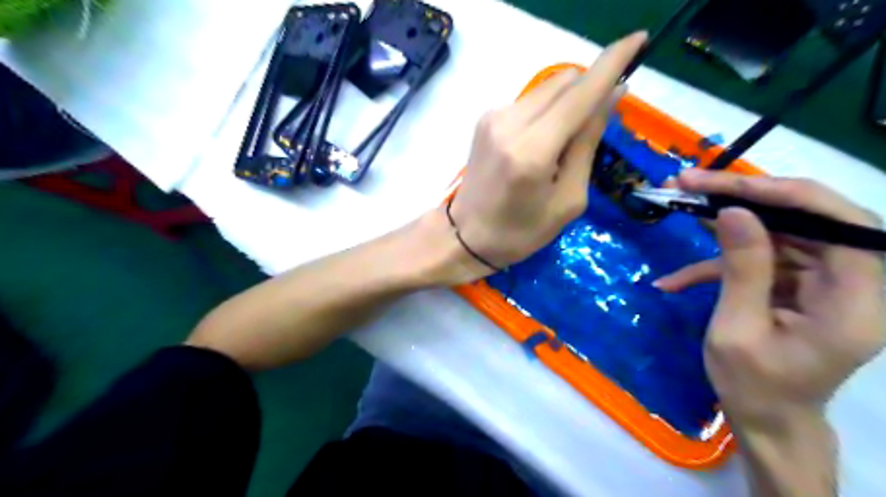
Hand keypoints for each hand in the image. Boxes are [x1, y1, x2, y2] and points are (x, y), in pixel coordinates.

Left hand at [452, 31, 644, 274]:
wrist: (466, 236)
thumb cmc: (521, 231)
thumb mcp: (569, 200)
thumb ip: (587, 144)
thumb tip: (611, 96)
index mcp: (532, 151)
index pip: (580, 94)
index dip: (613, 63)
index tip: (639, 40)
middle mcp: (509, 123)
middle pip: (564, 82)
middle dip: (590, 90)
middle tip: (599, 122)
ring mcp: (493, 117)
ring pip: (547, 88)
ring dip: (569, 102)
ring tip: (566, 142)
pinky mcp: (486, 119)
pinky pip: (530, 101)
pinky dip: (548, 111)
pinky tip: (544, 141)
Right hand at [654, 168, 882, 426]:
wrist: (766, 419)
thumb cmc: (753, 386)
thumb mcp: (737, 330)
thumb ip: (742, 269)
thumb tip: (734, 213)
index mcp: (855, 301)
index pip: (840, 223)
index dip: (786, 195)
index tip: (726, 185)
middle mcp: (851, 284)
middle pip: (806, 219)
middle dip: (745, 199)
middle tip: (690, 184)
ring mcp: (821, 283)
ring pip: (777, 234)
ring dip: (724, 224)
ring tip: (679, 206)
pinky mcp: (795, 287)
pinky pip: (758, 261)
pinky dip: (715, 266)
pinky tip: (675, 281)